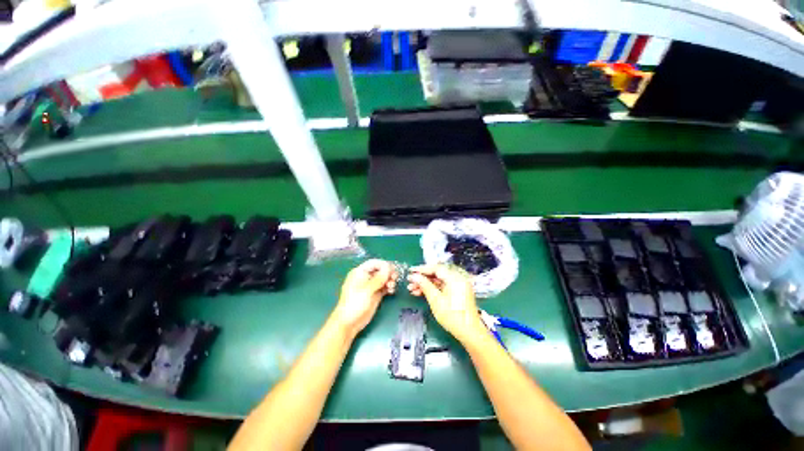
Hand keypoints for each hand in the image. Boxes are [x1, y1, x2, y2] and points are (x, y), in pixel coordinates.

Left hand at [332, 259, 396, 336]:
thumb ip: (379, 278)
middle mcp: (366, 277)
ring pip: (384, 278)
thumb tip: (389, 267)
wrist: (349, 322)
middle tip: (395, 278)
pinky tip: (391, 291)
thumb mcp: (367, 289)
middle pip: (380, 270)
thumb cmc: (355, 303)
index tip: (393, 270)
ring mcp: (371, 285)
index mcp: (360, 272)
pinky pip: (384, 286)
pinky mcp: (375, 293)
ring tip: (392, 287)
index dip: (384, 265)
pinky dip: (389, 287)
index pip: (375, 263)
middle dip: (389, 273)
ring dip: (390, 280)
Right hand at [407, 264, 484, 342]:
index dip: (422, 269)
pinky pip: (442, 286)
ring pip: (438, 280)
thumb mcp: (436, 300)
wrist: (470, 333)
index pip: (436, 268)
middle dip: (422, 278)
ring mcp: (458, 285)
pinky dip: (432, 289)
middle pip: (437, 274)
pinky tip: (420, 293)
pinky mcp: (457, 292)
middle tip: (410, 282)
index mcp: (455, 278)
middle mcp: (457, 278)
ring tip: (412, 289)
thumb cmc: (452, 316)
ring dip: (425, 284)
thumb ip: (424, 285)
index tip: (410, 271)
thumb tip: (414, 276)